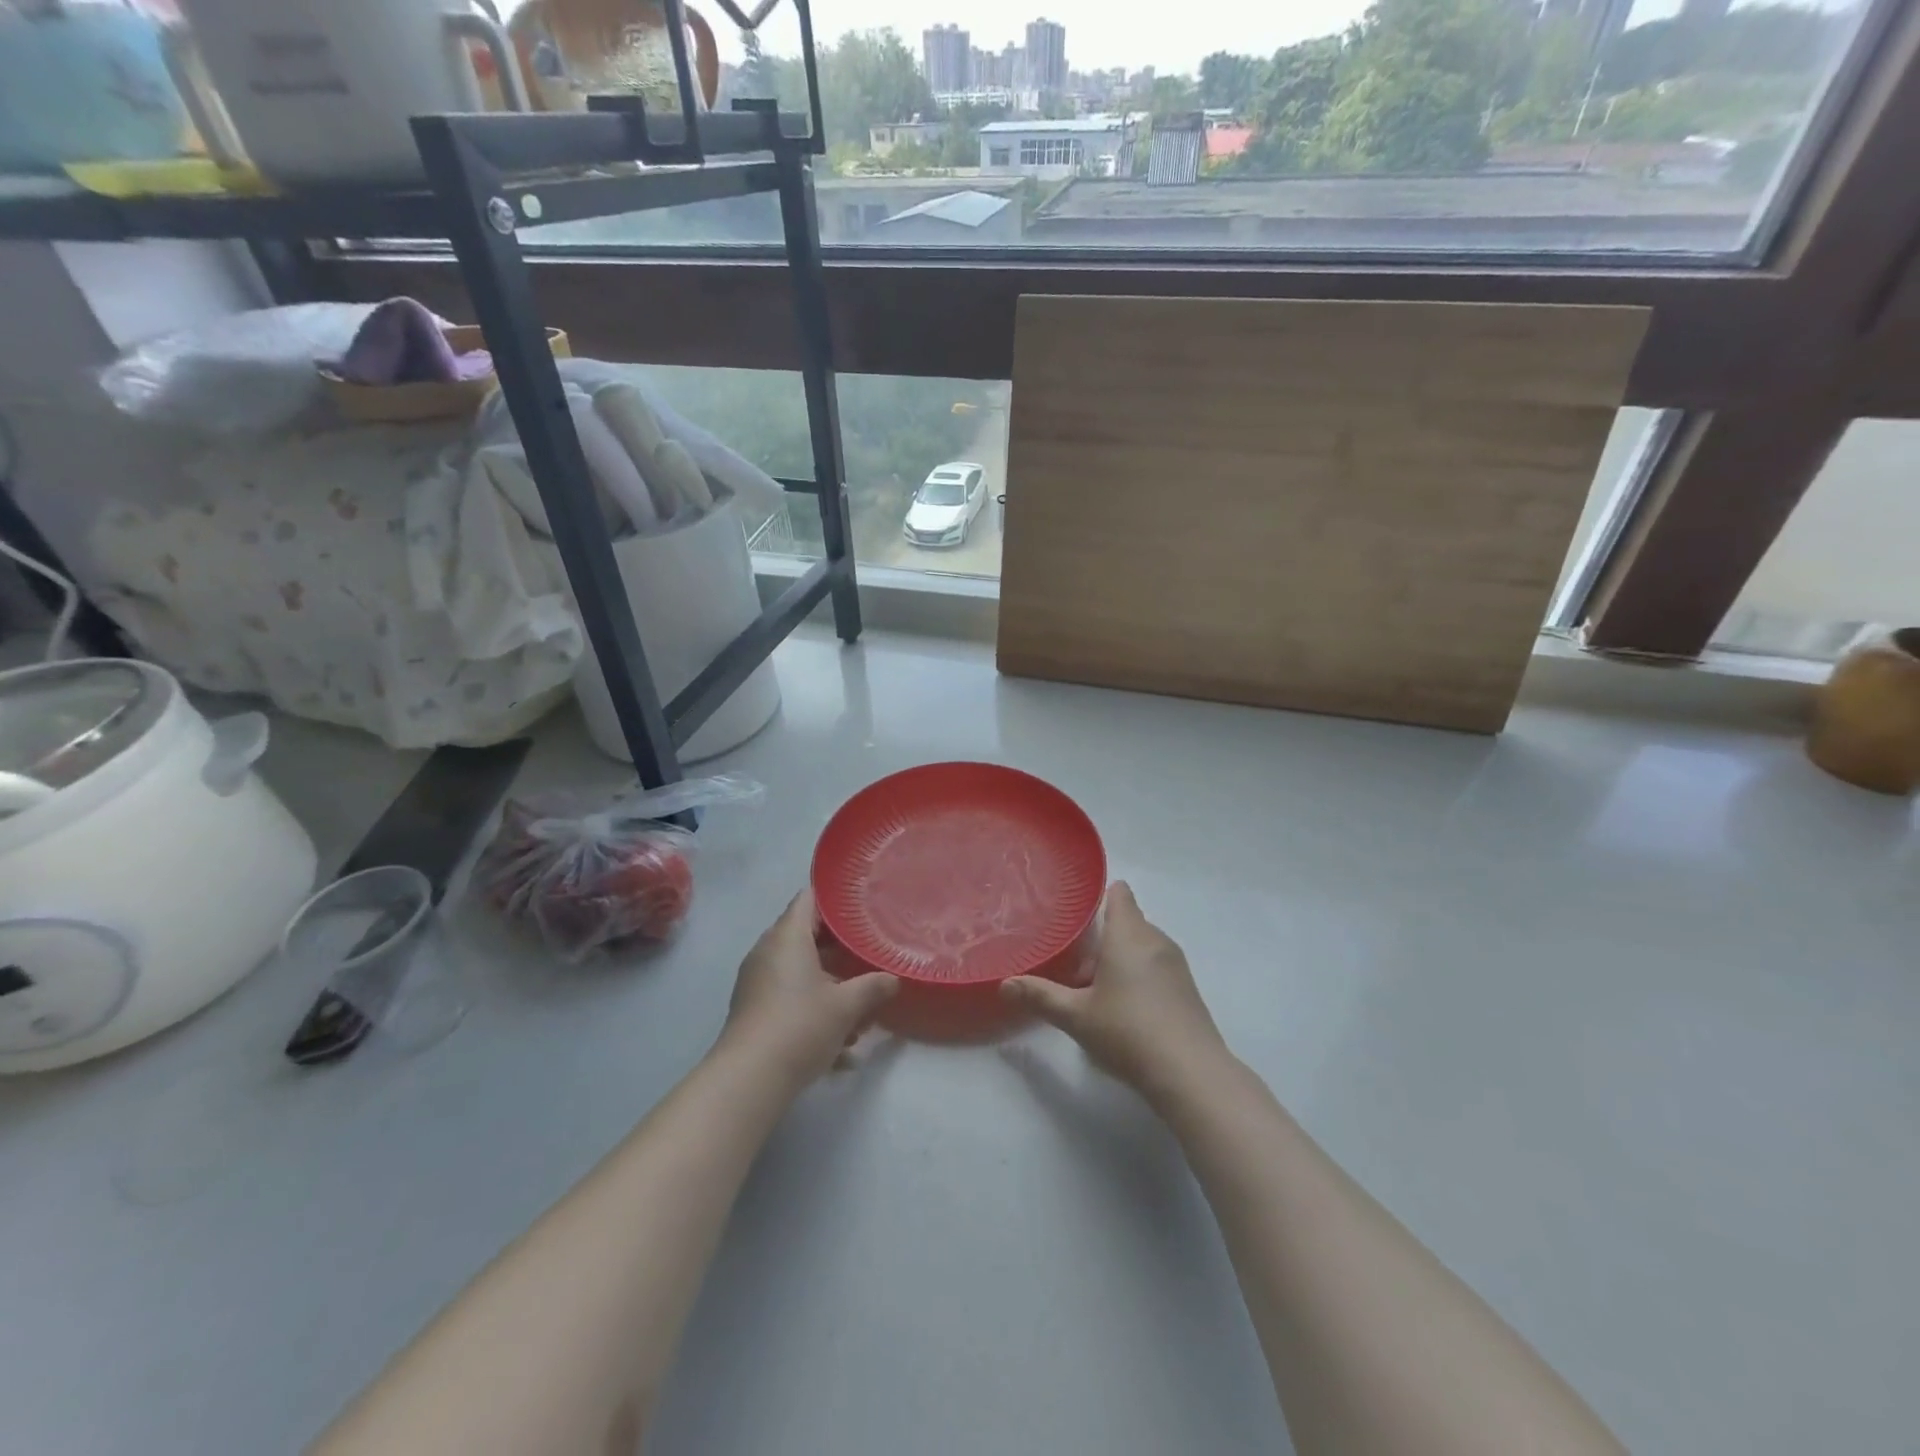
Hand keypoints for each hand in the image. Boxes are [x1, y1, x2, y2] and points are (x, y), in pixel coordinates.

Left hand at [717, 889, 896, 1090]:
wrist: (749, 1079)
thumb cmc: (800, 1026)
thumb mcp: (847, 1006)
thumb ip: (873, 987)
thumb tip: (893, 979)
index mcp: (787, 937)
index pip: (809, 898)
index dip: (835, 899)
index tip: (861, 906)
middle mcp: (768, 951)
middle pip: (807, 936)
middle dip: (839, 949)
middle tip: (868, 955)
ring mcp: (757, 981)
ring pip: (801, 972)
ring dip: (830, 986)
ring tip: (861, 1013)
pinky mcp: (754, 1009)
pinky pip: (790, 997)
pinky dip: (814, 1009)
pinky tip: (840, 1046)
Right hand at [1001, 882, 1226, 1099]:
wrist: (1190, 1073)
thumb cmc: (1128, 1031)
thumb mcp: (1076, 1016)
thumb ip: (1040, 996)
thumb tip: (1004, 984)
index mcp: (1128, 935)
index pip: (1120, 894)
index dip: (1101, 896)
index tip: (1078, 912)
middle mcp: (1155, 940)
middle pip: (1127, 922)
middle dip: (1103, 938)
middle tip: (1074, 962)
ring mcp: (1176, 965)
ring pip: (1142, 947)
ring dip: (1120, 959)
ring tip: (1094, 988)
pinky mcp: (1187, 989)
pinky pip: (1157, 967)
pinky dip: (1139, 976)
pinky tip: (1124, 1009)